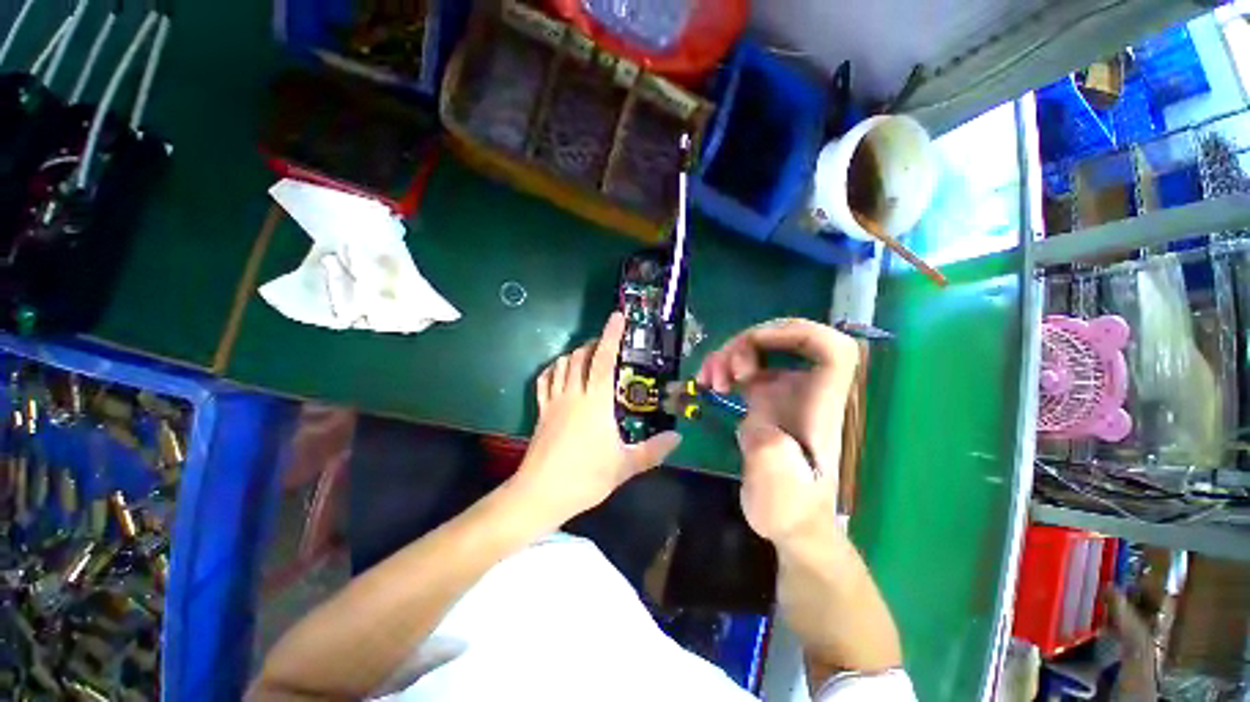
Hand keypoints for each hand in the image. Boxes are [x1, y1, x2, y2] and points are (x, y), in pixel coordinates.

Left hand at [514, 312, 680, 525]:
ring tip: (588, 355)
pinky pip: (544, 380)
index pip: (603, 359)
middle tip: (608, 343)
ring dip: (575, 354)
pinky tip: (561, 371)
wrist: (541, 493)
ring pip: (561, 364)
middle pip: (580, 356)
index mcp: (595, 402)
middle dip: (594, 343)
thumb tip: (678, 437)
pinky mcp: (541, 411)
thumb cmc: (586, 477)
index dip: (611, 336)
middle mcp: (573, 394)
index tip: (617, 317)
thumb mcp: (625, 466)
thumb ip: (654, 450)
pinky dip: (554, 369)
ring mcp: (554, 401)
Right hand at [698, 319, 858, 542]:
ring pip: (761, 350)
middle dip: (749, 343)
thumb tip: (757, 423)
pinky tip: (708, 381)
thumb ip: (771, 456)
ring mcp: (784, 393)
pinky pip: (745, 368)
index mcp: (820, 405)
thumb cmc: (790, 509)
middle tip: (725, 371)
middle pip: (788, 339)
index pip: (832, 349)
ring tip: (708, 379)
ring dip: (731, 354)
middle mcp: (805, 391)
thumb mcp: (779, 491)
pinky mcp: (765, 401)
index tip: (756, 344)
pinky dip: (724, 367)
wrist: (789, 522)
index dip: (797, 332)